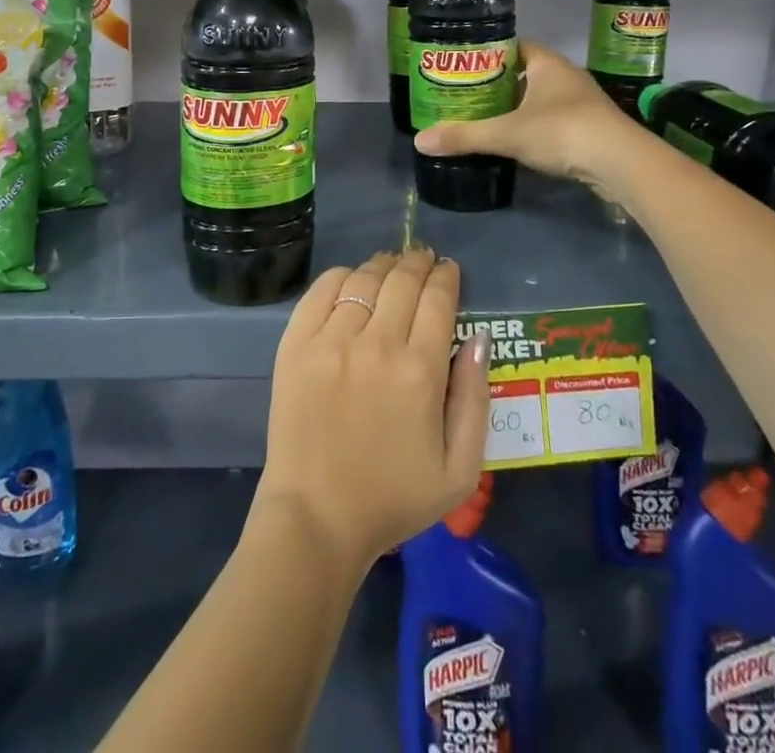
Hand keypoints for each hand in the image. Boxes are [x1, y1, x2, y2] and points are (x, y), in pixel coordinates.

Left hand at [256, 247, 490, 573]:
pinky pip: (322, 290)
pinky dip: (342, 276)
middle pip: (401, 280)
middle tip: (423, 258)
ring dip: (383, 266)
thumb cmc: (393, 498)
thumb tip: (478, 337)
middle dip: (418, 262)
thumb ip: (475, 398)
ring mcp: (330, 340)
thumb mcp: (459, 470)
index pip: (438, 299)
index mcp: (419, 371)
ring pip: (363, 279)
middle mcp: (375, 344)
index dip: (446, 276)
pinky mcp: (296, 344)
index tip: (448, 270)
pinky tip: (352, 280)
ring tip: (391, 266)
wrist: (316, 517)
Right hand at [415, 39, 632, 190]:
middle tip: (470, 94)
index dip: (492, 52)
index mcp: (547, 64)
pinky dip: (536, 126)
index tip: (467, 65)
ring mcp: (583, 102)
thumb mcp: (506, 134)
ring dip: (520, 106)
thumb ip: (465, 135)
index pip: (516, 46)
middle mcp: (567, 76)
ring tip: (488, 118)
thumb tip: (419, 140)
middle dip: (501, 83)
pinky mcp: (592, 128)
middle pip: (527, 72)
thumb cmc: (562, 131)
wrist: (621, 163)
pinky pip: (555, 119)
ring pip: (542, 98)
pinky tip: (519, 141)